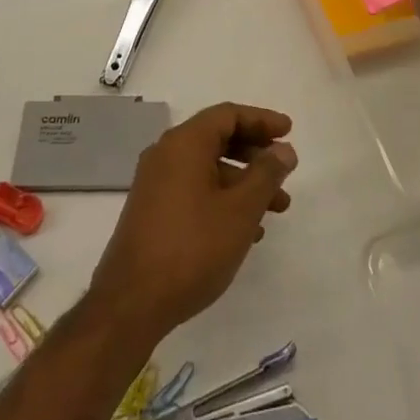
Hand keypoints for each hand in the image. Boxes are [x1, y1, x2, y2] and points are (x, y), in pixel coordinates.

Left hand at [90, 103, 296, 342]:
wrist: (131, 304)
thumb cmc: (192, 248)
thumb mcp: (241, 210)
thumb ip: (266, 174)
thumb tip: (283, 150)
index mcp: (184, 144)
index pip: (227, 115)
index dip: (261, 120)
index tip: (289, 132)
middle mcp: (165, 155)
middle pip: (217, 138)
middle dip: (255, 153)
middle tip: (284, 169)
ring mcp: (155, 184)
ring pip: (208, 168)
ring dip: (244, 182)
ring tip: (277, 208)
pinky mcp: (152, 212)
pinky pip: (194, 190)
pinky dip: (223, 198)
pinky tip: (247, 229)